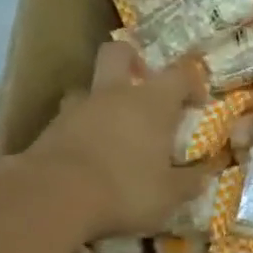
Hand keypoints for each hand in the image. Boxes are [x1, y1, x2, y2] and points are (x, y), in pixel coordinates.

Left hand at [17, 43, 212, 239]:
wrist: (51, 199)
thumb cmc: (124, 189)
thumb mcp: (168, 195)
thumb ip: (188, 182)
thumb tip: (204, 175)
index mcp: (152, 102)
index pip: (180, 74)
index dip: (192, 82)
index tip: (196, 103)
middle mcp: (115, 94)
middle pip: (120, 53)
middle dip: (132, 61)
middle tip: (142, 85)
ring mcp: (78, 108)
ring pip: (89, 87)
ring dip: (102, 100)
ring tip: (111, 128)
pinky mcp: (48, 129)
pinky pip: (69, 119)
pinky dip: (80, 130)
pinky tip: (87, 155)